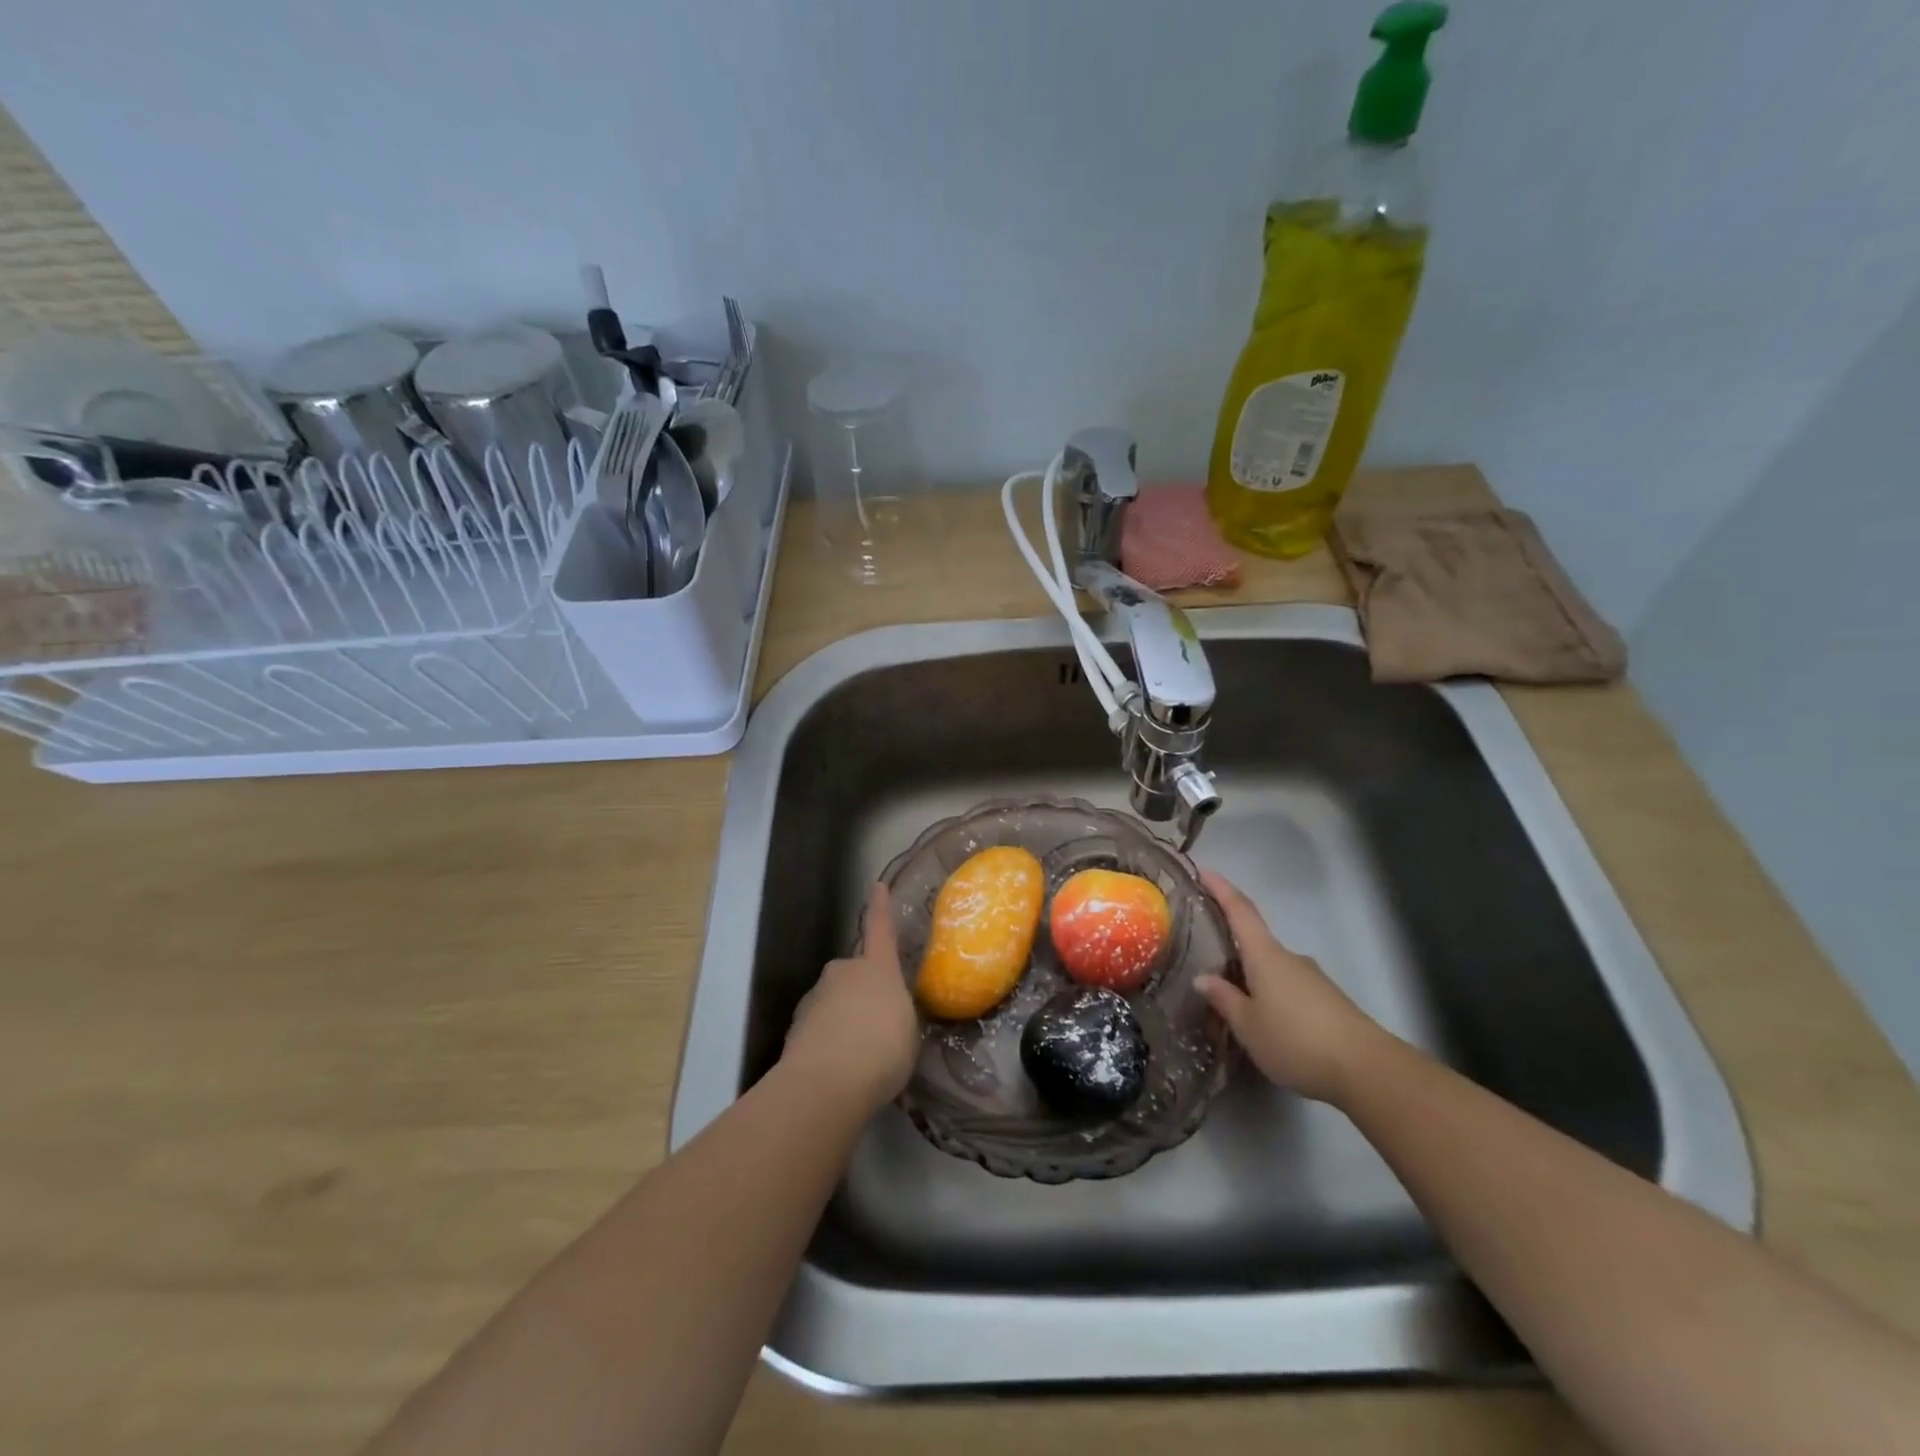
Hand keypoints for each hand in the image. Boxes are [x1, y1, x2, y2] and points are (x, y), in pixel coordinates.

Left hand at [783, 883, 920, 1111]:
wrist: (826, 1083)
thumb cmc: (882, 1050)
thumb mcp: (907, 1032)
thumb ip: (897, 1015)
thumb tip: (885, 1016)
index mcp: (877, 968)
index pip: (880, 930)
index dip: (880, 908)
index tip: (876, 885)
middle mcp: (843, 973)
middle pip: (854, 974)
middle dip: (862, 993)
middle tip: (877, 1026)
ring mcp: (815, 998)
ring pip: (834, 1002)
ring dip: (844, 1020)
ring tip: (858, 1057)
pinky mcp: (795, 1028)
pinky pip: (818, 1029)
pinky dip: (827, 1044)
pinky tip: (837, 1072)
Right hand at [1194, 871, 1383, 1104]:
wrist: (1367, 1070)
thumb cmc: (1296, 1040)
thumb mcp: (1248, 1025)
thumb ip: (1224, 999)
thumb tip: (1203, 978)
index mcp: (1265, 955)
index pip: (1240, 911)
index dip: (1221, 889)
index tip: (1204, 871)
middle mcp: (1289, 958)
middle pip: (1256, 942)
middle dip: (1232, 949)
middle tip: (1207, 964)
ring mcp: (1312, 979)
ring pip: (1273, 970)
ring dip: (1253, 979)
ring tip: (1234, 1003)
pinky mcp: (1328, 1002)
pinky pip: (1289, 989)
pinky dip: (1272, 996)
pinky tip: (1265, 1022)